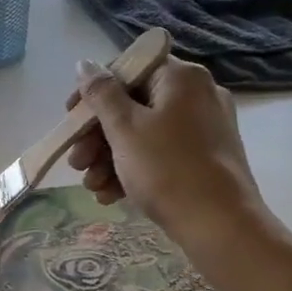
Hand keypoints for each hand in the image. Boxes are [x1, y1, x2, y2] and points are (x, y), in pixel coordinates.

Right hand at [66, 56, 268, 248]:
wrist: (221, 227)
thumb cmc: (168, 170)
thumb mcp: (125, 129)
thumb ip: (101, 94)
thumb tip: (85, 64)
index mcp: (181, 78)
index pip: (127, 70)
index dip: (93, 93)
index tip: (70, 119)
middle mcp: (197, 95)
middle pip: (133, 105)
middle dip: (98, 136)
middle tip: (76, 163)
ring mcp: (205, 128)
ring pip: (144, 133)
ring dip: (110, 157)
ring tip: (92, 186)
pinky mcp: (206, 158)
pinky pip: (161, 153)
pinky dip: (135, 169)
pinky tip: (112, 196)